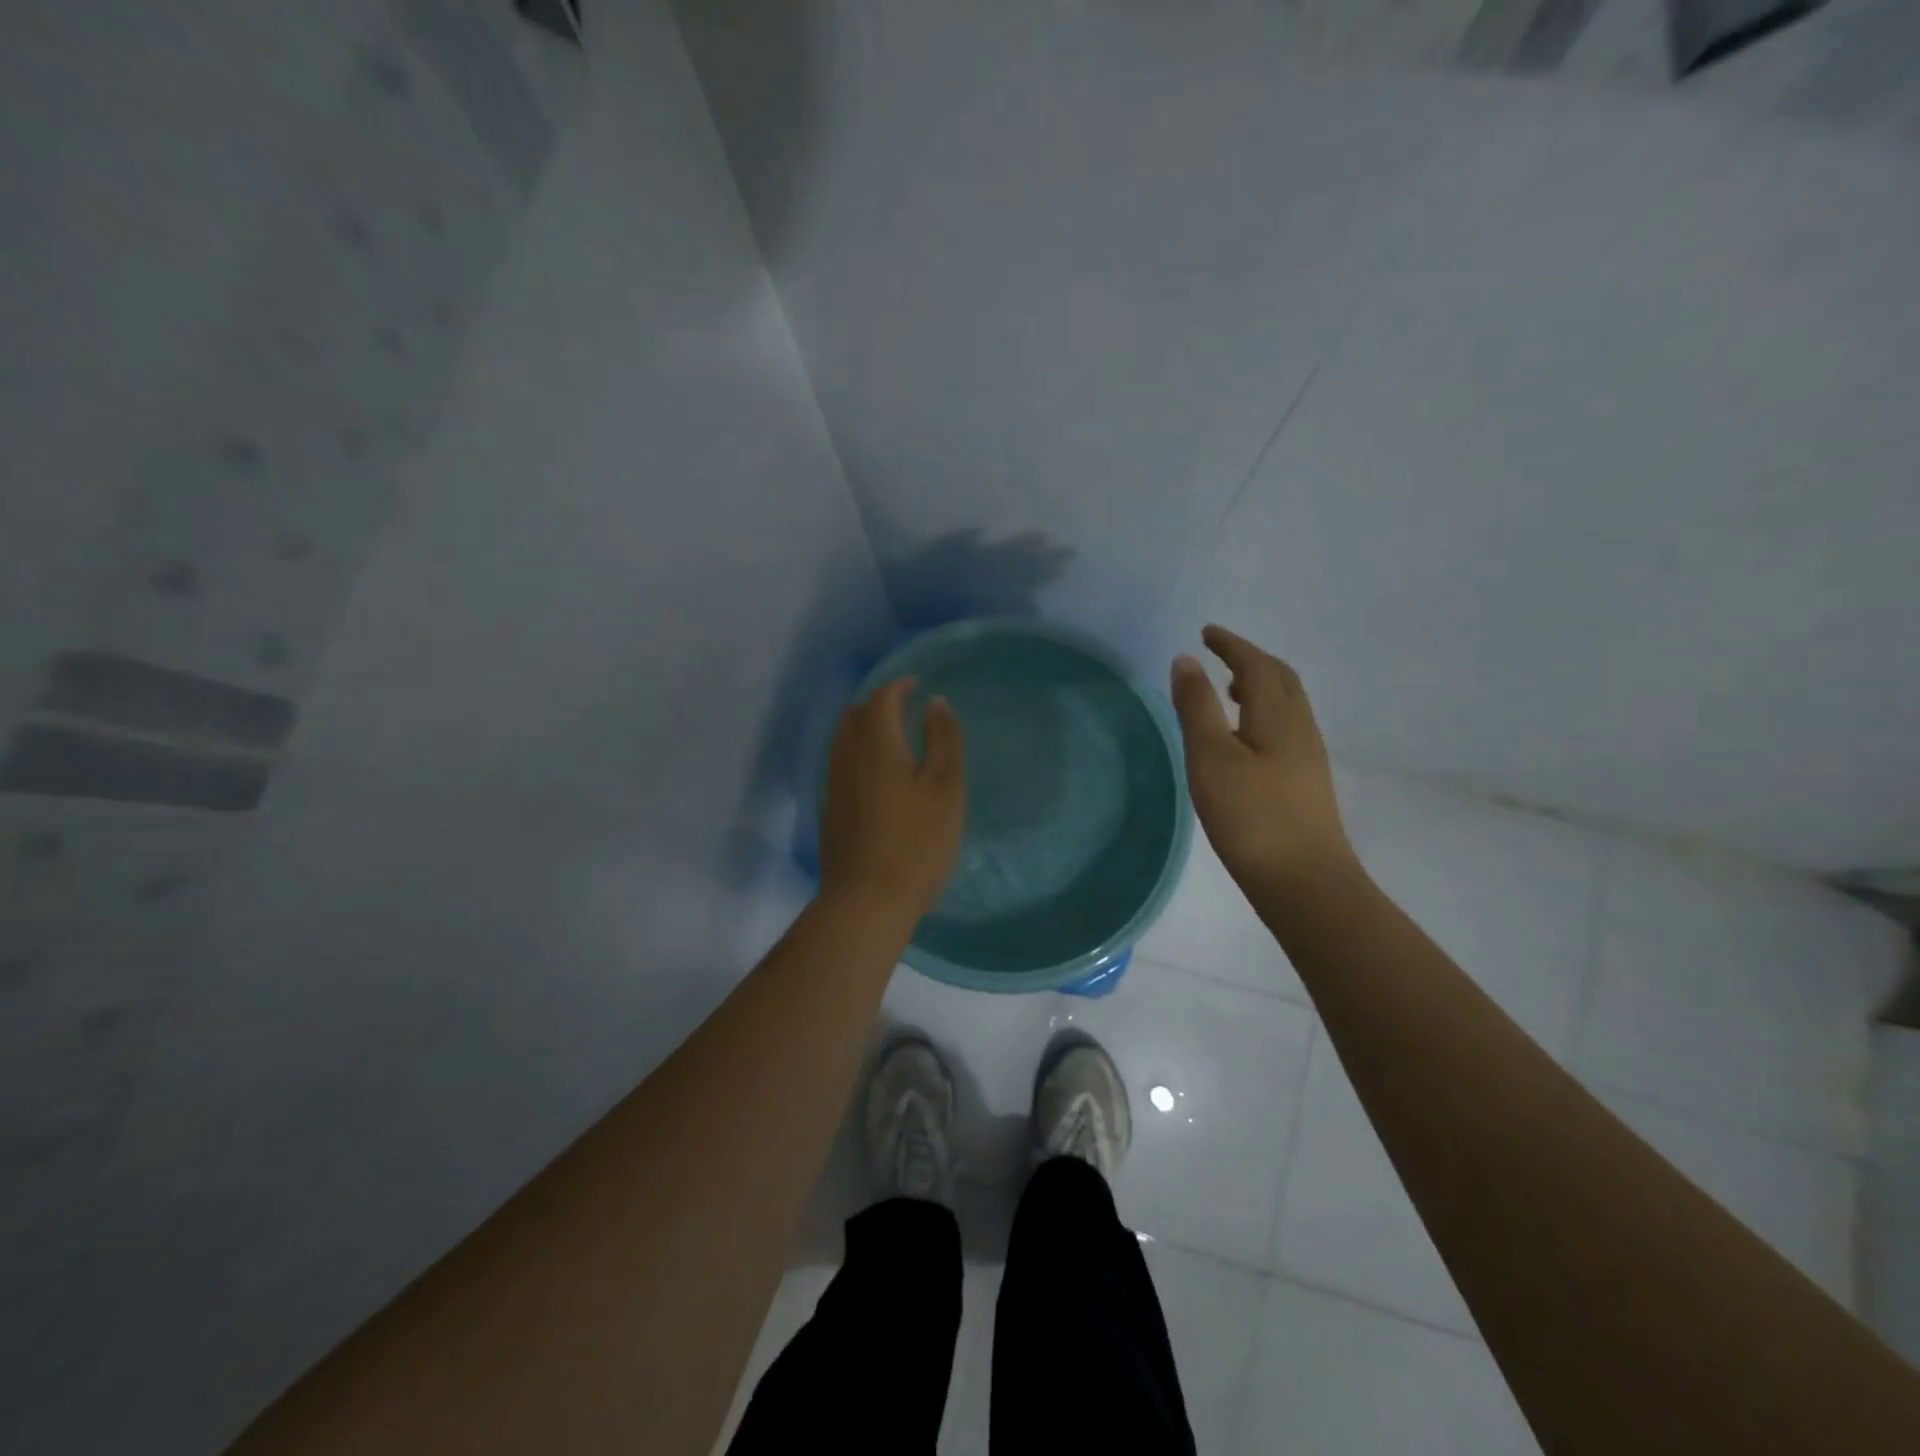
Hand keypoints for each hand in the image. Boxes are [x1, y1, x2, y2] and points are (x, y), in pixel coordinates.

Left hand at [819, 678, 964, 919]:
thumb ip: (942, 740)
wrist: (866, 901)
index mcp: (875, 743)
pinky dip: (859, 752)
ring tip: (894, 737)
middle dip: (879, 703)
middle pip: (855, 714)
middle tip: (906, 708)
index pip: (881, 698)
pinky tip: (879, 774)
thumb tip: (935, 701)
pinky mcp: (829, 809)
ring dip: (866, 728)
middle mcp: (846, 756)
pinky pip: (841, 762)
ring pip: (844, 739)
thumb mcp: (945, 788)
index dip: (899, 686)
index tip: (917, 685)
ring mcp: (833, 784)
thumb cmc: (916, 843)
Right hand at [1169, 625, 1353, 894]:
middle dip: (1249, 659)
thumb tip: (1185, 660)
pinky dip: (1263, 712)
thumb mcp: (1211, 757)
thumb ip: (1197, 707)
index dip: (1231, 645)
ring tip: (1229, 691)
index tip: (1207, 632)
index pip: (1256, 664)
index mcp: (1277, 715)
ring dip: (1259, 685)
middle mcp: (1299, 727)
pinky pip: (1286, 726)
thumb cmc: (1250, 816)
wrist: (1304, 881)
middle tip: (1219, 655)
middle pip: (1280, 678)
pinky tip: (1245, 738)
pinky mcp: (1306, 781)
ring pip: (1286, 704)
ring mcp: (1308, 755)